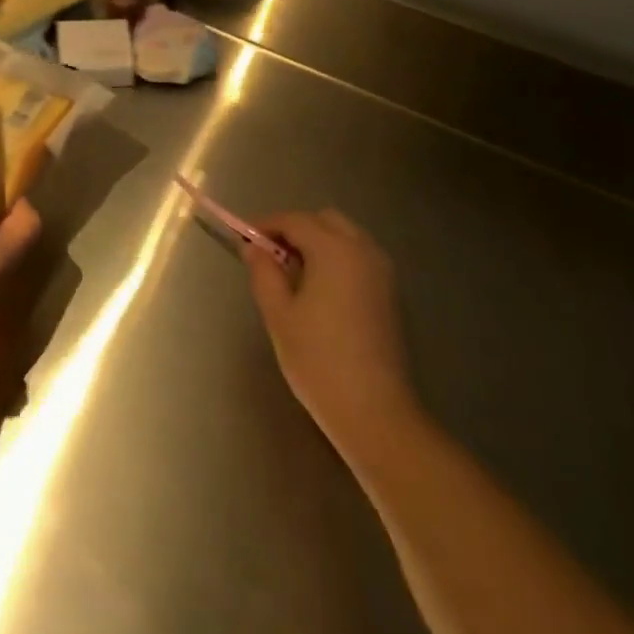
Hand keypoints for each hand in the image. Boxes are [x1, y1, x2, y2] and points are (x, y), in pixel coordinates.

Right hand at [243, 209, 420, 458]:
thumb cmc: (319, 360)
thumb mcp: (278, 314)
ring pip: (344, 236)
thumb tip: (254, 248)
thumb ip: (264, 272)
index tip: (244, 239)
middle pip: (324, 220)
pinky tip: (318, 289)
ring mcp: (381, 272)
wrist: (375, 412)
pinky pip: (357, 257)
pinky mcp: (389, 293)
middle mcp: (362, 250)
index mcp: (334, 250)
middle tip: (269, 255)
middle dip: (294, 229)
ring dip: (316, 242)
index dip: (266, 225)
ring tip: (291, 272)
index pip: (294, 220)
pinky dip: (335, 258)